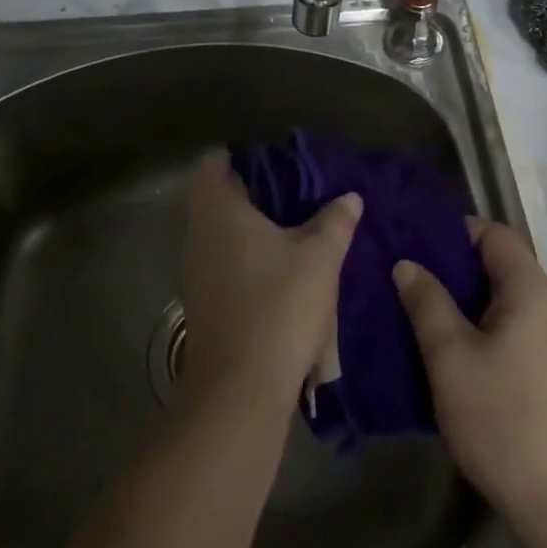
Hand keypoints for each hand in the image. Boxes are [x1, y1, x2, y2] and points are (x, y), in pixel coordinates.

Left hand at [181, 149, 361, 405]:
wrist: (239, 391)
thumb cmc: (278, 305)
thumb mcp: (319, 257)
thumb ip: (335, 221)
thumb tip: (350, 197)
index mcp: (218, 208)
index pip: (214, 161)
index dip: (242, 156)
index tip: (277, 163)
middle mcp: (198, 232)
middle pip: (219, 196)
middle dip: (256, 192)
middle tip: (297, 193)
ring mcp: (196, 269)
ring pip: (223, 231)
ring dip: (254, 228)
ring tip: (298, 229)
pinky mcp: (204, 301)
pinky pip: (225, 261)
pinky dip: (249, 257)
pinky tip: (284, 270)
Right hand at [394, 220, 546, 522]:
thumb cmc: (503, 417)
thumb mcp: (450, 356)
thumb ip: (427, 302)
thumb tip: (407, 264)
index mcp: (529, 288)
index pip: (492, 233)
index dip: (453, 231)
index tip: (414, 241)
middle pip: (496, 264)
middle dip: (451, 267)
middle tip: (406, 275)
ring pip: (500, 299)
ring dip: (461, 300)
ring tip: (417, 309)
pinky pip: (508, 327)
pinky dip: (477, 326)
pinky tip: (446, 348)